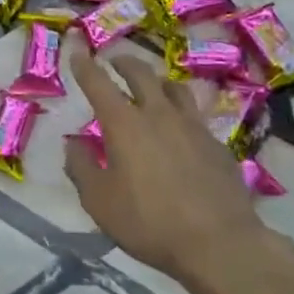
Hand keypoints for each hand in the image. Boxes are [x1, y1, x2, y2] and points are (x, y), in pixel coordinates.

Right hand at [64, 52, 263, 293]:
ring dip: (158, 81)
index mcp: (124, 124)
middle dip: (124, 63)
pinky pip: (195, 116)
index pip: (98, 83)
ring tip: (152, 86)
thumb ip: (81, 168)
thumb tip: (72, 145)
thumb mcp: (99, 201)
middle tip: (114, 61)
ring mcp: (193, 127)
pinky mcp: (217, 145)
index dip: (85, 65)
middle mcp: (159, 115)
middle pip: (141, 74)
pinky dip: (181, 112)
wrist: (220, 243)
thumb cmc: (149, 221)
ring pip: (175, 89)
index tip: (77, 50)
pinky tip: (180, 129)